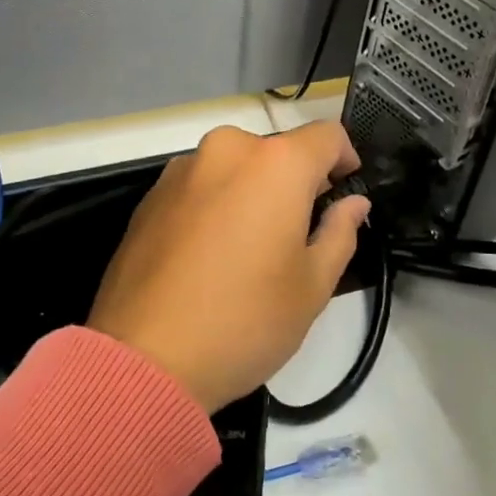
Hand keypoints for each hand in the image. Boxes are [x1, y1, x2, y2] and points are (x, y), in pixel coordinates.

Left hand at [87, 122, 369, 412]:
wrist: (143, 359)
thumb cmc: (244, 320)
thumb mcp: (312, 285)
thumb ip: (340, 232)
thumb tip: (352, 203)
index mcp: (275, 164)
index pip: (327, 136)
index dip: (346, 159)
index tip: (345, 191)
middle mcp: (227, 150)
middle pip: (277, 151)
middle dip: (295, 182)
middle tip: (299, 233)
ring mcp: (181, 170)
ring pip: (235, 168)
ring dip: (252, 192)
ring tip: (249, 249)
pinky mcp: (150, 196)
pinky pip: (200, 185)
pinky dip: (216, 204)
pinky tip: (209, 256)